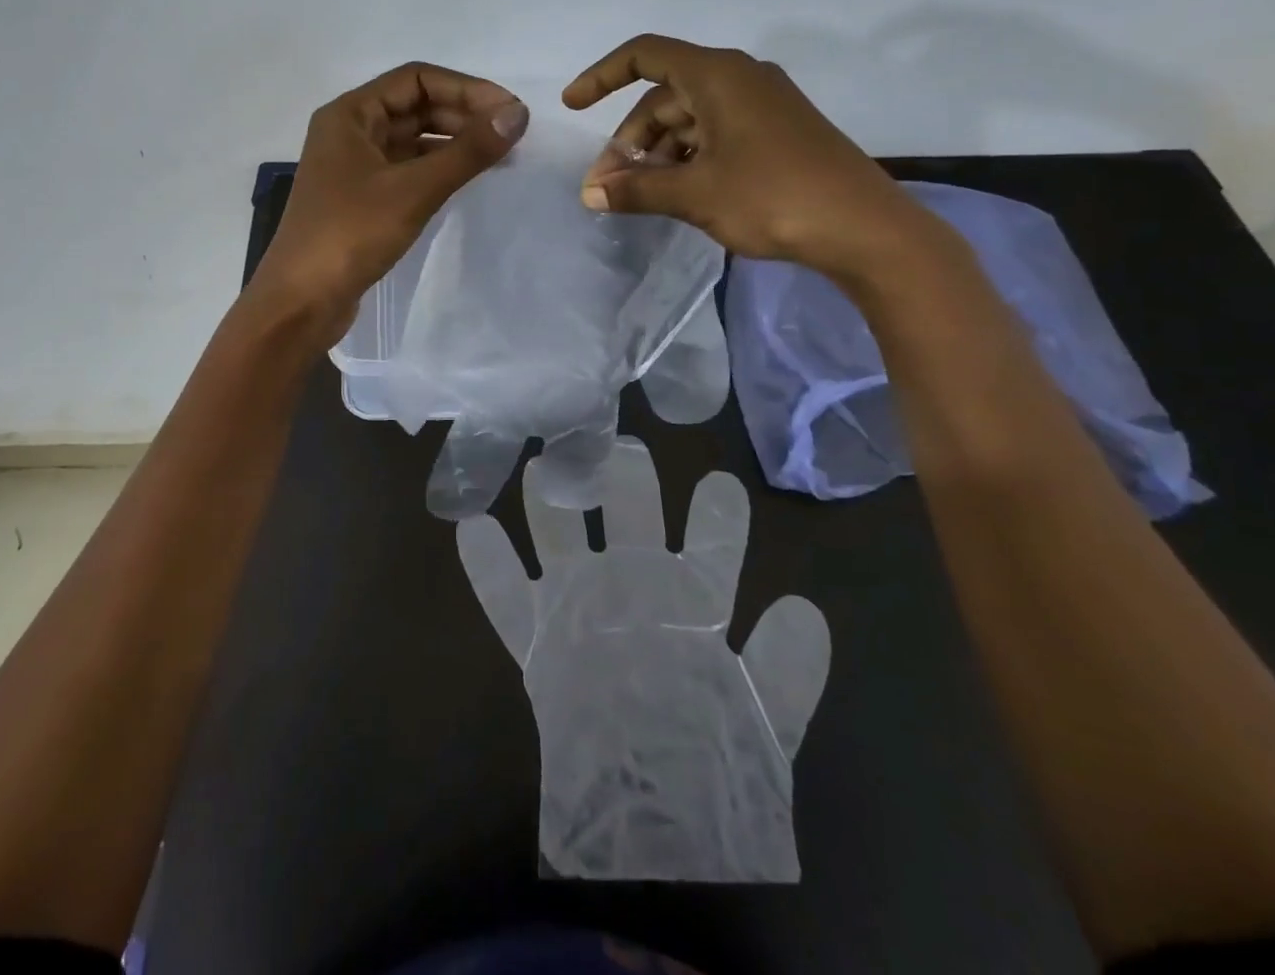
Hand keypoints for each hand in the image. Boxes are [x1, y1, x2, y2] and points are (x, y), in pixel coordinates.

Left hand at [250, 62, 529, 343]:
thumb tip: (518, 113)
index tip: (508, 110)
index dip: (466, 88)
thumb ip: (468, 150)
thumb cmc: (350, 234)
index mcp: (350, 114)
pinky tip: (467, 180)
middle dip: (463, 114)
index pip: (416, 79)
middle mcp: (350, 132)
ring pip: (413, 140)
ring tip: (499, 155)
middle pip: (415, 106)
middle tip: (511, 134)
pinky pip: (407, 169)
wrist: (300, 302)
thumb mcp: (414, 189)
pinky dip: (438, 169)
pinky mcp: (362, 199)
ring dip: (454, 142)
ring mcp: (354, 167)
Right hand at [457, 441, 830, 881]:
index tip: (721, 482)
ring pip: (562, 541)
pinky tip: (472, 528)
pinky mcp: (538, 641)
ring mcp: (581, 610)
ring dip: (549, 506)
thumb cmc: (708, 770)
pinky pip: (506, 599)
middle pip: (629, 524)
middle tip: (620, 444)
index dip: (717, 520)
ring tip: (538, 466)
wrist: (647, 831)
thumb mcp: (762, 723)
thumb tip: (802, 606)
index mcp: (690, 606)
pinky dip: (488, 568)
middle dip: (626, 484)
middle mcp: (634, 593)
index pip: (709, 551)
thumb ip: (784, 669)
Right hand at [563, 34, 929, 280]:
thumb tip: (589, 194)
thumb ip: (636, 189)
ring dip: (658, 154)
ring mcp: (762, 106)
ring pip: (689, 120)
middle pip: (664, 97)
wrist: (865, 229)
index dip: (601, 76)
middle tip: (608, 186)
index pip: (645, 56)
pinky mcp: (776, 133)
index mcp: (718, 76)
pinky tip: (678, 193)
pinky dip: (688, 159)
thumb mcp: (694, 194)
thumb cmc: (773, 197)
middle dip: (630, 140)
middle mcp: (740, 79)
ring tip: (640, 196)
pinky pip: (715, 134)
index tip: (572, 106)